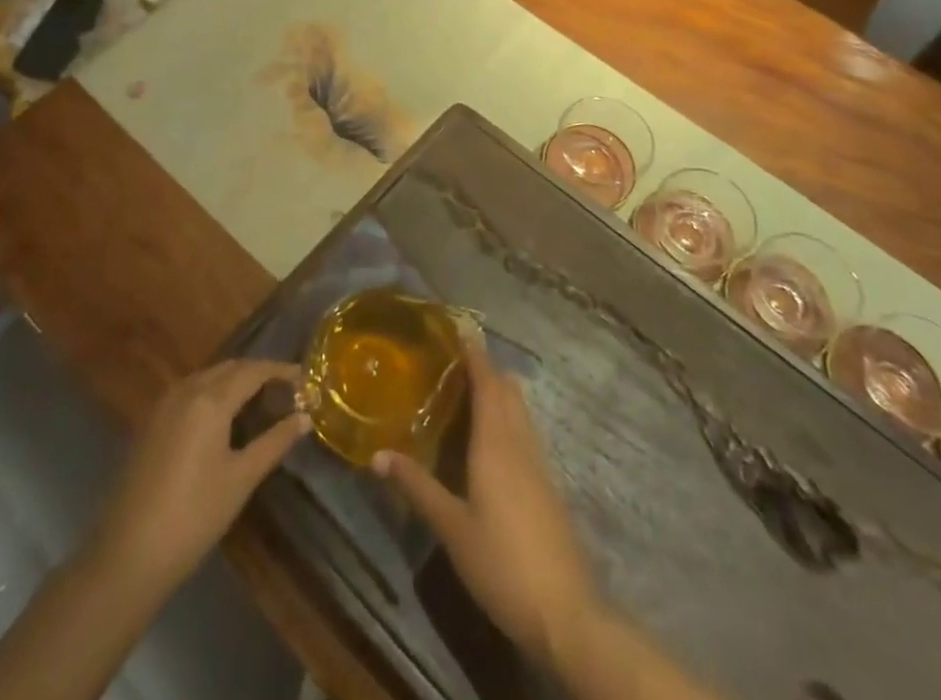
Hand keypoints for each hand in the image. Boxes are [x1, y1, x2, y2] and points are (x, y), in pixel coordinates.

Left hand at [90, 359, 309, 599]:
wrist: (127, 555)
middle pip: (229, 368)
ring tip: (259, 401)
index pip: (253, 370)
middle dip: (258, 373)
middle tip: (285, 390)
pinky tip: (223, 419)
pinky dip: (212, 393)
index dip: (280, 370)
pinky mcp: (150, 424)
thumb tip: (305, 417)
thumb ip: (275, 442)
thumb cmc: (194, 515)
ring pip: (207, 377)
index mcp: (210, 399)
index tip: (304, 378)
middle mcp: (186, 390)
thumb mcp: (241, 478)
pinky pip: (189, 392)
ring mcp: (163, 405)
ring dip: (234, 381)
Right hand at [375, 341, 598, 667]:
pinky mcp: (547, 484)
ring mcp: (538, 462)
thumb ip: (416, 487)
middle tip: (451, 359)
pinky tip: (489, 438)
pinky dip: (506, 417)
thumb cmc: (502, 563)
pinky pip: (525, 431)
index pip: (487, 381)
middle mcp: (520, 441)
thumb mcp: (451, 527)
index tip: (456, 328)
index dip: (473, 352)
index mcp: (496, 442)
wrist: (565, 612)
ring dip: (497, 391)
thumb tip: (375, 455)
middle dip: (484, 367)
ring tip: (465, 390)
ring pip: (519, 409)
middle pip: (506, 388)